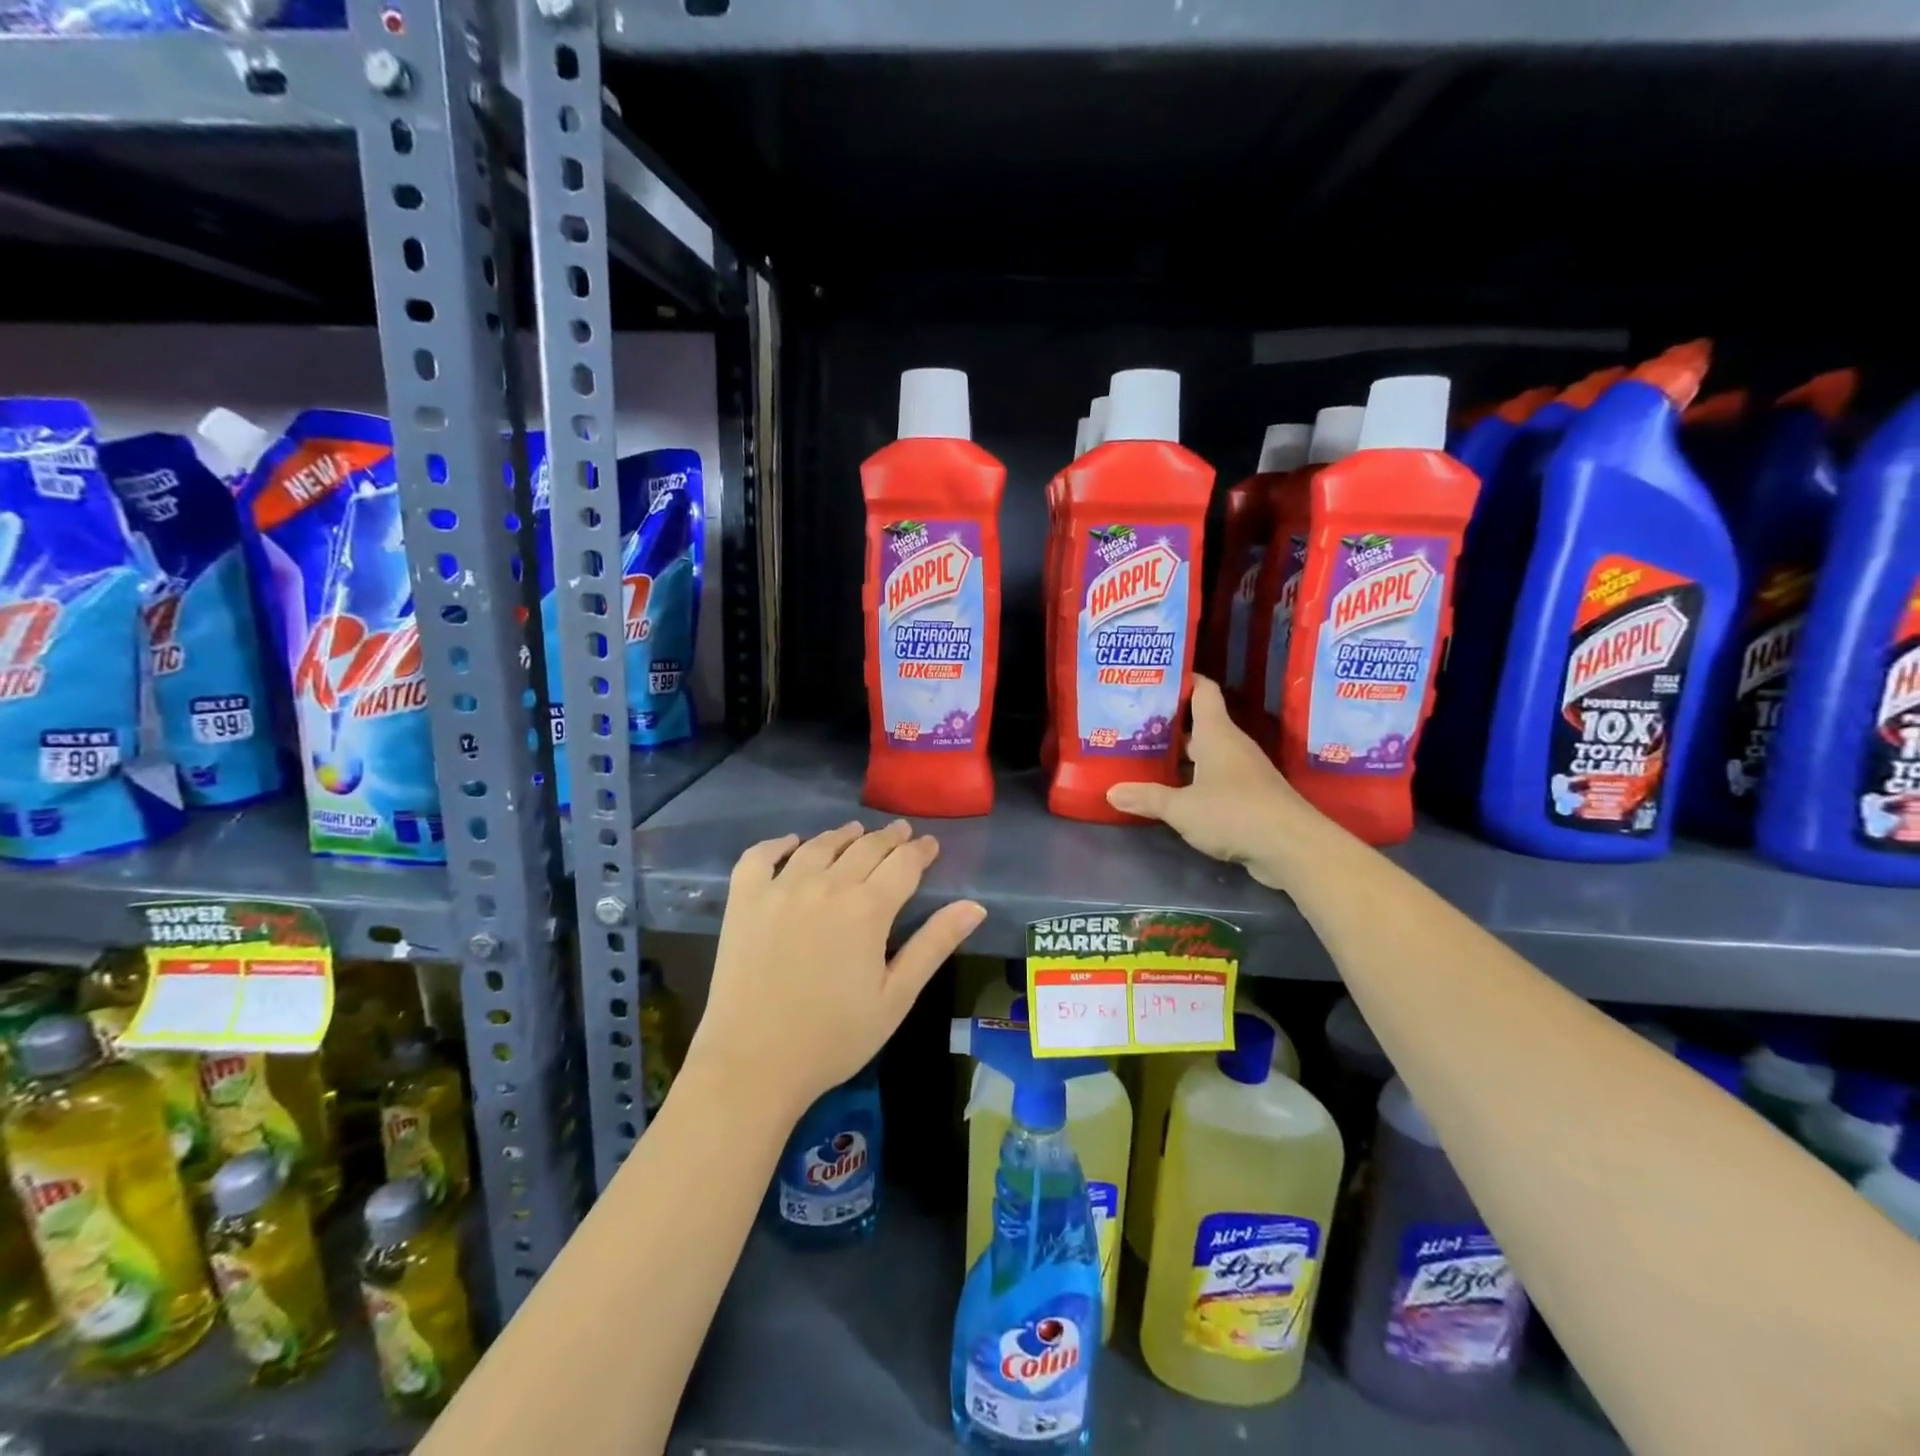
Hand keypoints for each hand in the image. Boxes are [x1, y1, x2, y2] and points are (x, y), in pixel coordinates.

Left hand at [691, 820, 986, 1117]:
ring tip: (855, 831)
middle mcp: (826, 885)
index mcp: (867, 909)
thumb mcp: (896, 997)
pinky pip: (760, 856)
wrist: (753, 1063)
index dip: (921, 851)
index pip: (903, 864)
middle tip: (901, 831)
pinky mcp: (744, 900)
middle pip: (864, 848)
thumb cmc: (834, 1037)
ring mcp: (780, 889)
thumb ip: (934, 945)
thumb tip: (975, 906)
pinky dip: (778, 843)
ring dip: (842, 834)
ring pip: (818, 845)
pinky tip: (791, 843)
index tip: (930, 844)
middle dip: (888, 837)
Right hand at [1105, 676, 1331, 889]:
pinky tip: (1173, 794)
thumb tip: (1111, 792)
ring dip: (1180, 756)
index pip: (1202, 691)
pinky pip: (1216, 779)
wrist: (1292, 847)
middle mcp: (1231, 746)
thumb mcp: (1181, 808)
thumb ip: (1147, 798)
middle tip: (1134, 725)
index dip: (1182, 680)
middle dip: (1169, 724)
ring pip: (1206, 754)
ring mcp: (1244, 771)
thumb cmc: (1234, 813)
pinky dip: (1194, 781)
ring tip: (1145, 758)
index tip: (1155, 680)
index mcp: (1217, 734)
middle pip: (1199, 724)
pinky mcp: (1250, 797)